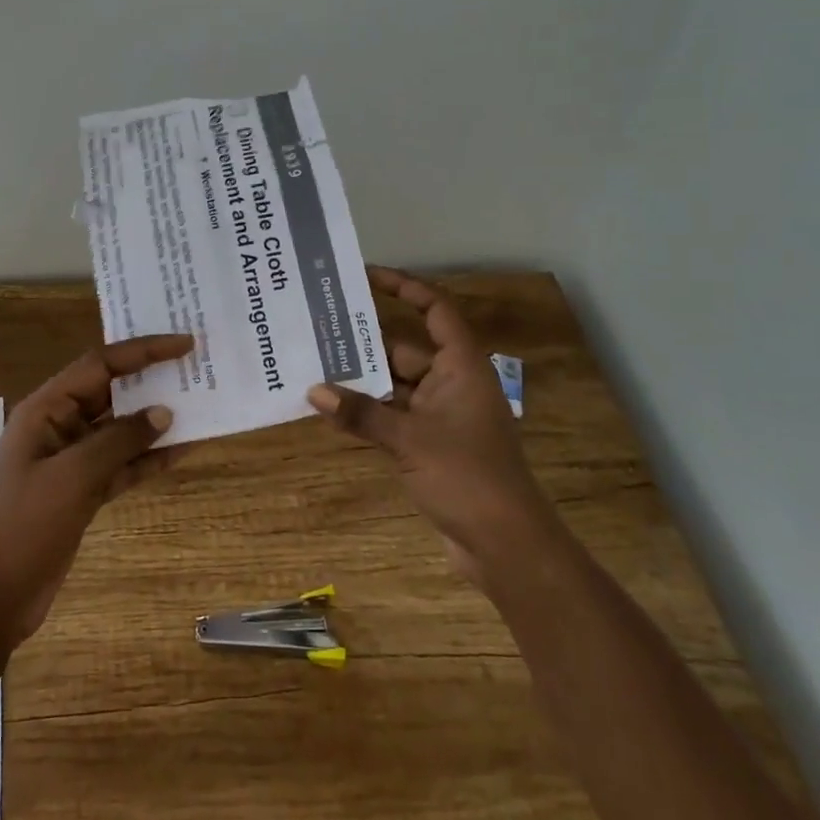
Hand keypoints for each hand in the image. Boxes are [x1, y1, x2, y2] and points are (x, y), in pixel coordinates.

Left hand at [0, 333, 194, 647]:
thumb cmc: (22, 525)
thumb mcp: (72, 477)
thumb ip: (119, 440)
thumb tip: (164, 413)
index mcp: (46, 409)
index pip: (100, 364)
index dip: (143, 351)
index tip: (184, 344)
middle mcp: (59, 426)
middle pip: (111, 392)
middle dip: (152, 380)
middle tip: (197, 370)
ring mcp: (71, 461)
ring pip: (121, 429)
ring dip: (156, 421)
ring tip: (201, 407)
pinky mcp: (82, 492)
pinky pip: (122, 464)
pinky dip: (149, 458)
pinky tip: (182, 452)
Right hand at [308, 268, 547, 590]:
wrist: (505, 545)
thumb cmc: (467, 476)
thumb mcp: (409, 439)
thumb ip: (361, 413)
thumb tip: (313, 391)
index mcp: (461, 367)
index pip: (435, 310)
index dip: (404, 287)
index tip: (366, 275)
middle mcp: (452, 384)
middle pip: (404, 349)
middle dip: (365, 343)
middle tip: (320, 328)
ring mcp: (441, 416)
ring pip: (395, 386)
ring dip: (362, 381)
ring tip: (314, 366)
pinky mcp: (431, 445)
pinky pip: (394, 415)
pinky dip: (368, 412)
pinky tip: (333, 410)